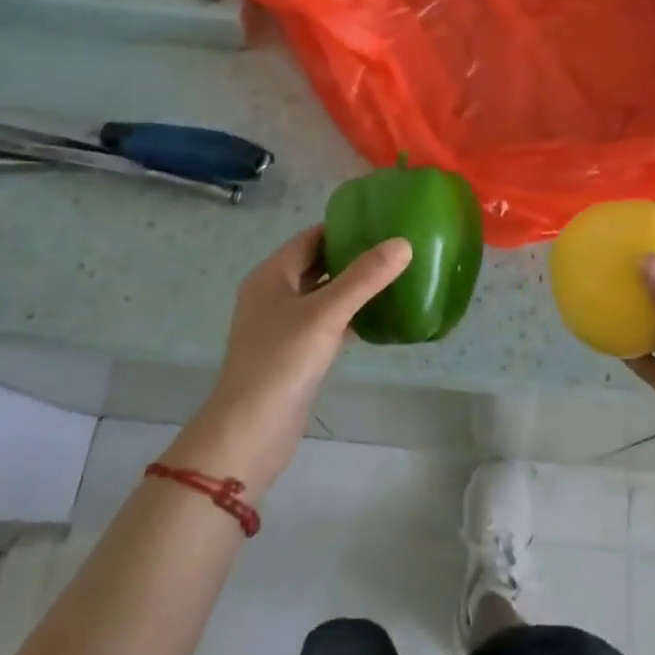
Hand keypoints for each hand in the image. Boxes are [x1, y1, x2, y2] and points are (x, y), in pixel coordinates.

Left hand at [183, 226, 411, 488]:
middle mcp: (275, 295)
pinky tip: (384, 317)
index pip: (311, 238)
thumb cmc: (281, 362)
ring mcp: (285, 327)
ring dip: (356, 287)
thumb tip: (403, 243)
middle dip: (354, 256)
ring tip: (397, 276)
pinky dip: (353, 317)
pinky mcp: (298, 354)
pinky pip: (330, 324)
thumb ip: (364, 278)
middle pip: (319, 265)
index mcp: (271, 276)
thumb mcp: (325, 313)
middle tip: (397, 248)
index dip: (344, 227)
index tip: (383, 221)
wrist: (251, 432)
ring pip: (326, 296)